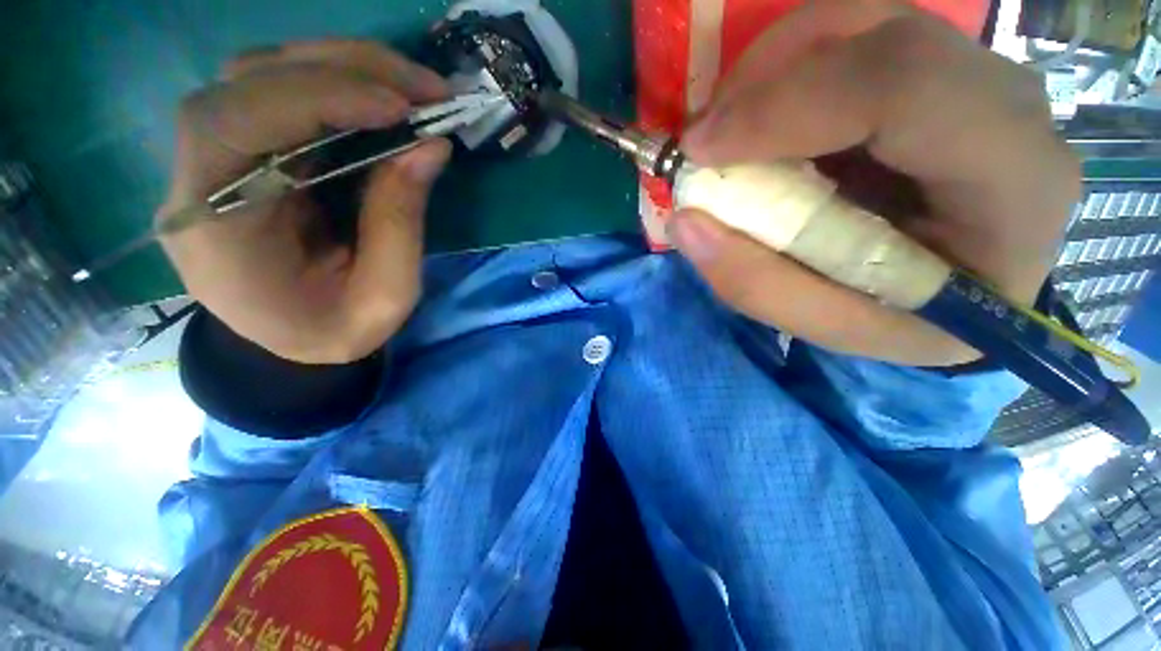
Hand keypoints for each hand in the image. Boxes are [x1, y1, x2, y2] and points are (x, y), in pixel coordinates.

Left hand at [160, 41, 450, 363]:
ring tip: (414, 88)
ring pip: (264, 74)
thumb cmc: (332, 332)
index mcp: (215, 228)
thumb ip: (400, 224)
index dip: (315, 99)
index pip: (234, 124)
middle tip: (426, 87)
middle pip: (248, 80)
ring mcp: (218, 156)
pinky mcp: (248, 151)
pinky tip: (384, 97)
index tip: (398, 109)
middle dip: (345, 69)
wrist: (290, 343)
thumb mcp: (384, 296)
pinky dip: (339, 84)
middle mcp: (198, 176)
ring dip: (345, 67)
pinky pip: (283, 94)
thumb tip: (431, 148)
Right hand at [669, 3, 1080, 366]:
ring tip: (727, 135)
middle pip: (880, 35)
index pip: (905, 87)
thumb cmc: (914, 320)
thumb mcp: (836, 327)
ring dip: (769, 71)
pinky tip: (761, 123)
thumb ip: (759, 285)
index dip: (786, 104)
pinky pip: (852, 35)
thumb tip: (685, 222)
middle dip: (766, 80)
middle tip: (703, 143)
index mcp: (1016, 181)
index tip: (700, 150)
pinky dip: (785, 71)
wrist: (965, 295)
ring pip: (860, 20)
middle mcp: (1009, 104)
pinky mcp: (937, 67)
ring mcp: (974, 73)